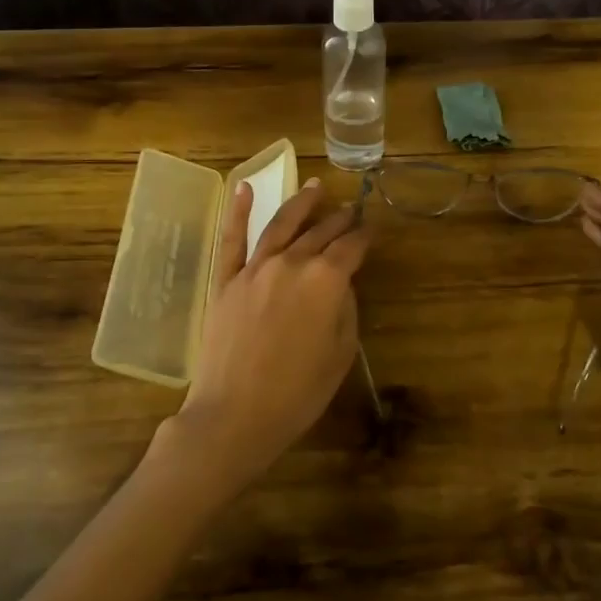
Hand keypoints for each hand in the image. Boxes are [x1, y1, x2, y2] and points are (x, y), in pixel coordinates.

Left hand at [159, 178, 369, 500]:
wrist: (235, 414)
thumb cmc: (298, 392)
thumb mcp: (341, 353)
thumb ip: (345, 310)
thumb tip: (340, 285)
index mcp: (326, 280)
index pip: (352, 248)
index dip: (366, 236)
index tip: (374, 229)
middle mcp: (292, 262)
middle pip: (320, 233)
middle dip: (339, 220)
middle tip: (351, 209)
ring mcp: (255, 268)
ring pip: (281, 225)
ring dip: (300, 203)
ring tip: (314, 186)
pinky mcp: (225, 280)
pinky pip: (232, 239)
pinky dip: (239, 211)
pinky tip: (247, 188)